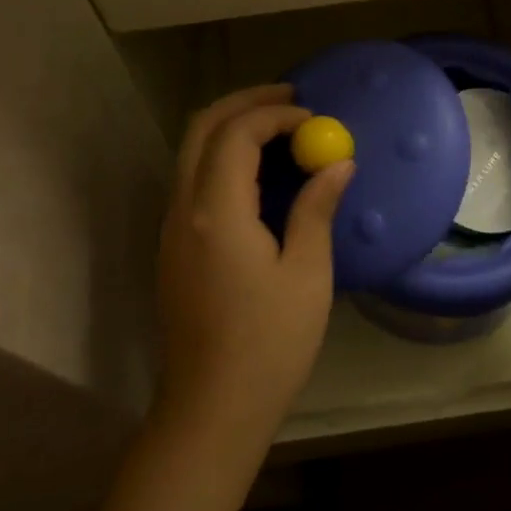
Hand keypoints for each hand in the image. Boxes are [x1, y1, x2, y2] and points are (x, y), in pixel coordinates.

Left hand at [153, 85, 354, 450]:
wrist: (212, 408)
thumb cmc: (269, 344)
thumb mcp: (306, 274)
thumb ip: (316, 209)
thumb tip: (337, 164)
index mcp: (216, 211)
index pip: (237, 133)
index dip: (276, 115)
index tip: (314, 122)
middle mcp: (183, 208)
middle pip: (202, 128)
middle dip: (245, 104)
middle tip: (290, 101)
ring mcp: (172, 228)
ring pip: (191, 151)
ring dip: (231, 128)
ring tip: (278, 130)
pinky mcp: (173, 247)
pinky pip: (192, 178)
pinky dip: (222, 156)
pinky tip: (257, 173)